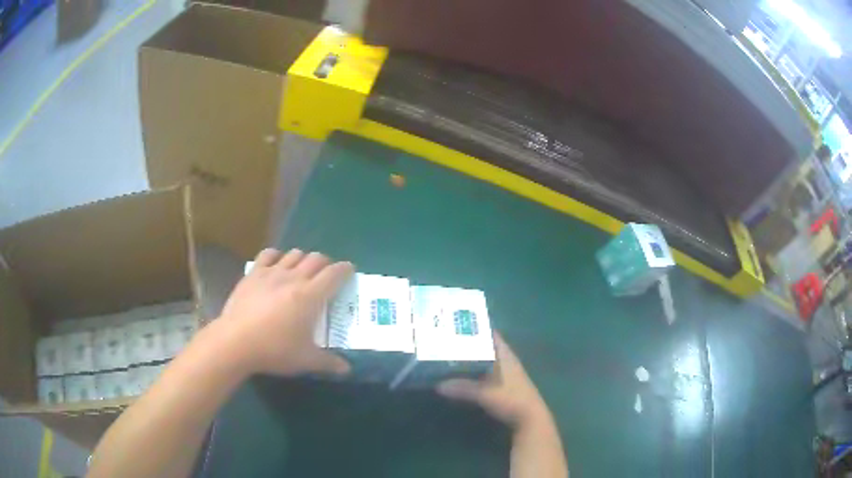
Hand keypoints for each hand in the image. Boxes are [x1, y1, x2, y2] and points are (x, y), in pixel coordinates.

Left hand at [217, 248, 353, 376]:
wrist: (236, 342)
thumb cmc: (274, 350)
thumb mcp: (305, 360)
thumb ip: (329, 363)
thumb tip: (347, 369)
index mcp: (310, 296)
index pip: (334, 274)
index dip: (345, 269)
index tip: (349, 270)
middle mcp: (293, 278)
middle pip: (316, 259)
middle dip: (326, 263)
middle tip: (327, 275)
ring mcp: (271, 273)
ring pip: (294, 254)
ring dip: (303, 259)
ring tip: (303, 270)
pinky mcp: (253, 274)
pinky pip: (268, 254)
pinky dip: (277, 256)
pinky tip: (277, 265)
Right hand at [437, 333, 549, 428]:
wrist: (529, 418)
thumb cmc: (511, 399)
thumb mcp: (485, 394)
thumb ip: (462, 388)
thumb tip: (437, 385)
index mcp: (505, 355)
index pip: (490, 333)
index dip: (475, 327)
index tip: (455, 323)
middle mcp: (506, 359)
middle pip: (485, 346)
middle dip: (468, 343)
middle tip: (445, 339)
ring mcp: (506, 372)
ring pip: (485, 359)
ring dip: (470, 357)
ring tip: (448, 354)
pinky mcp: (503, 384)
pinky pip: (485, 371)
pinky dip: (474, 370)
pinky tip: (461, 373)